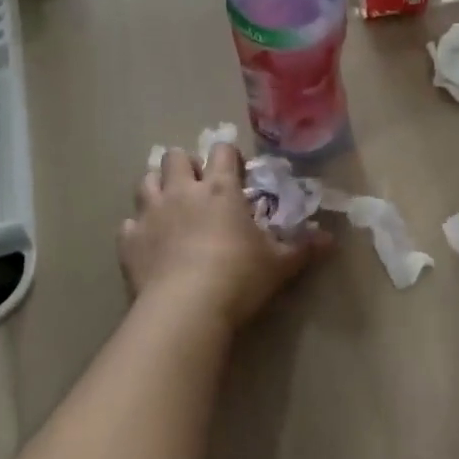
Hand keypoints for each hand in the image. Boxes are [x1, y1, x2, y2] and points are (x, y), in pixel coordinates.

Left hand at [120, 144, 327, 330]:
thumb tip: (331, 240)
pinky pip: (128, 224)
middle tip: (199, 188)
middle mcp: (183, 191)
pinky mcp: (128, 240)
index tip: (237, 174)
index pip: (222, 151)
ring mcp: (151, 213)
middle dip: (186, 165)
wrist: (185, 308)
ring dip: (157, 187)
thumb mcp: (279, 264)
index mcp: (220, 189)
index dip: (229, 157)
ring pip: (146, 181)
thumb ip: (302, 248)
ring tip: (170, 206)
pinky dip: (138, 229)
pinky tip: (149, 243)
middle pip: (176, 156)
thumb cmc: (238, 277)